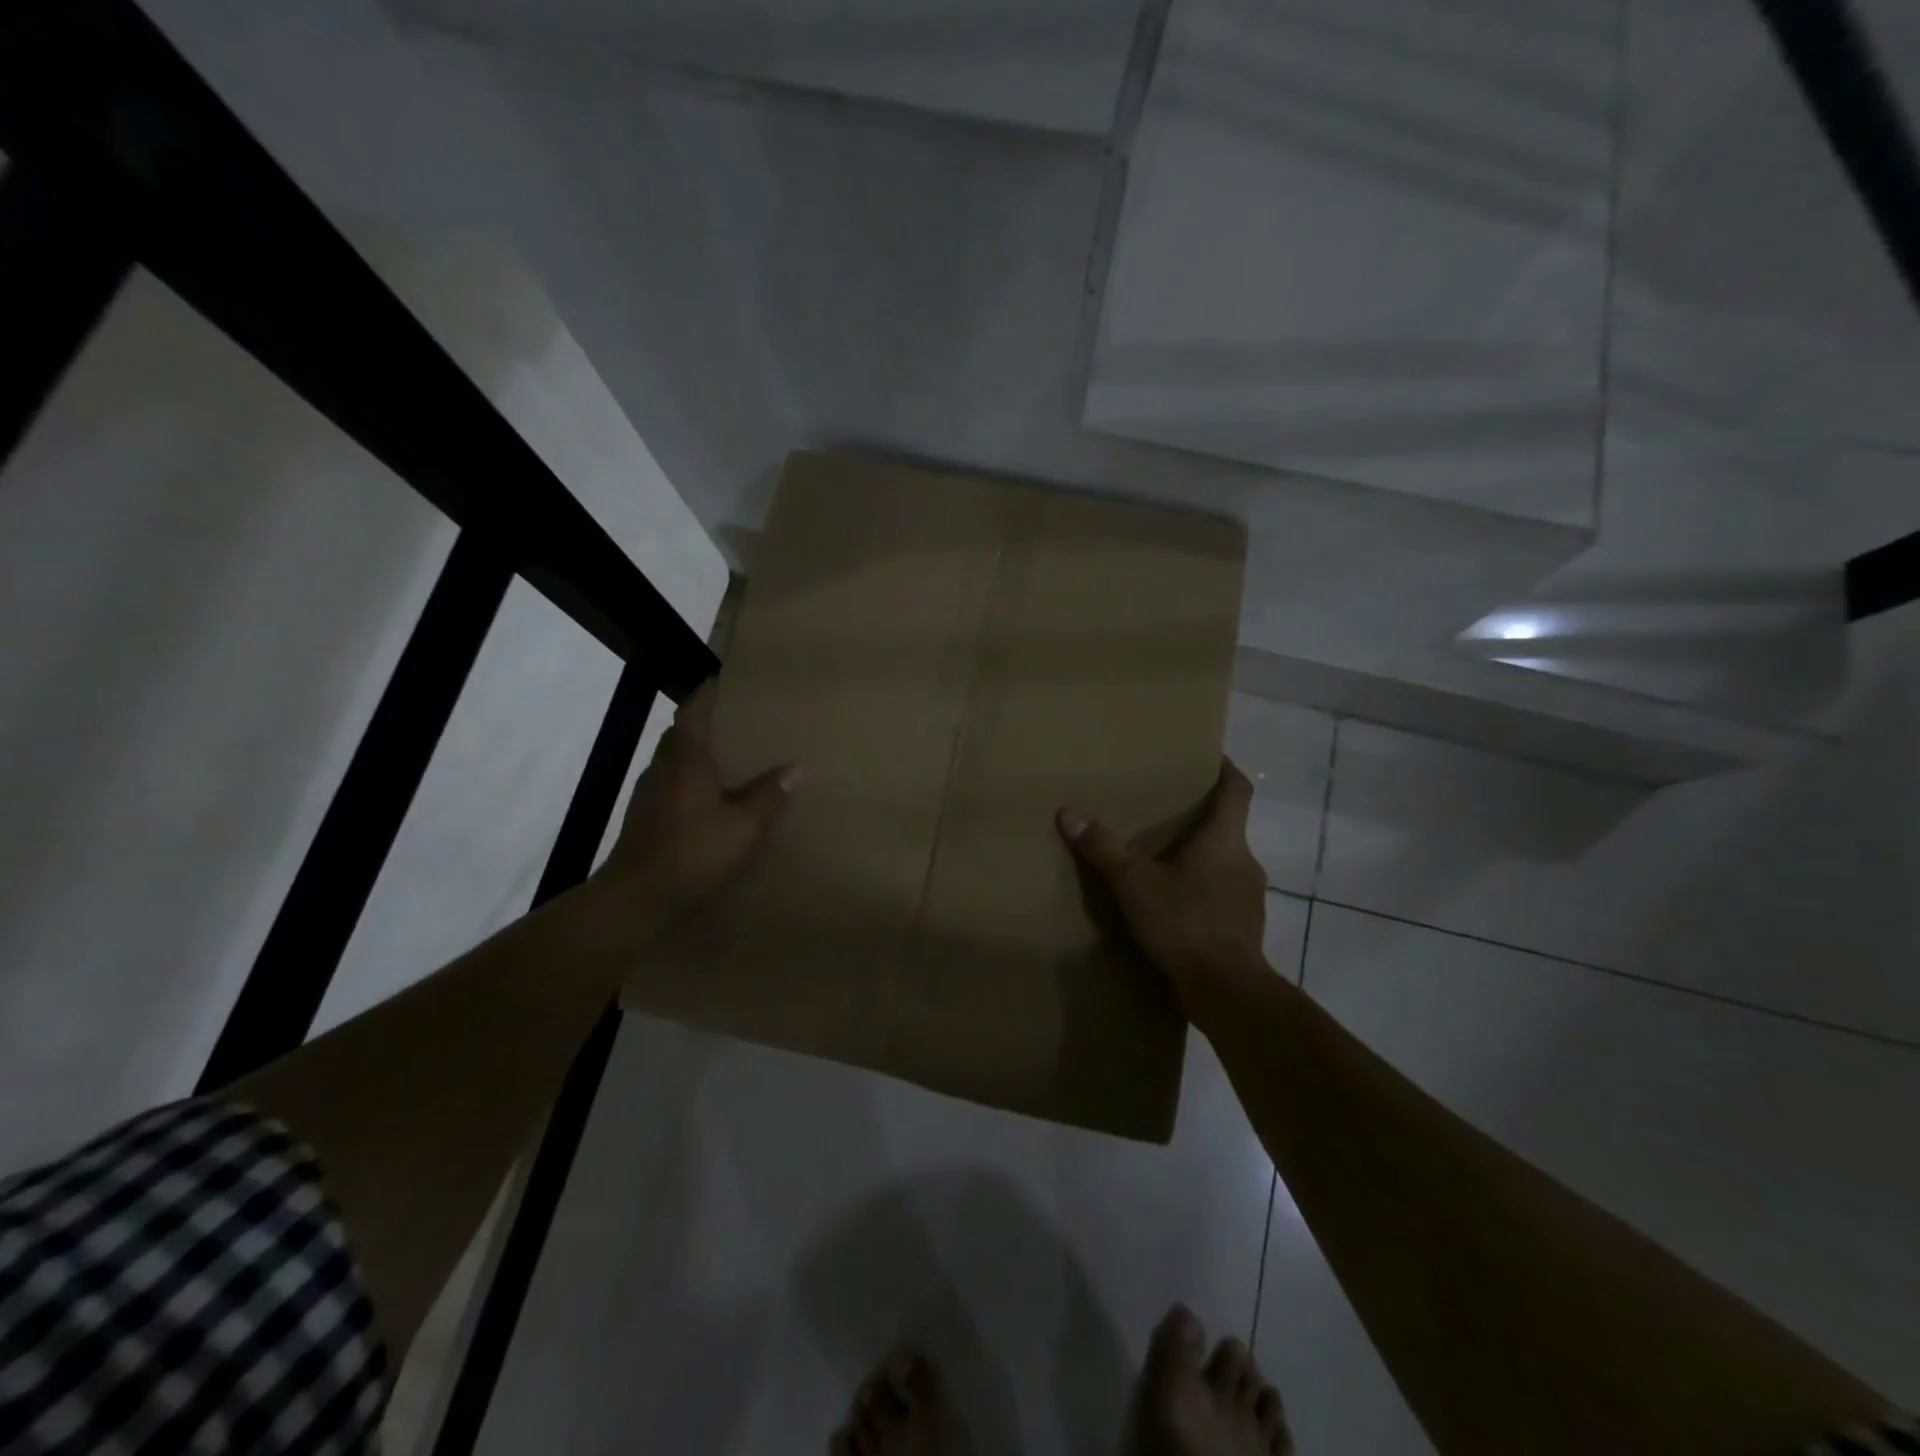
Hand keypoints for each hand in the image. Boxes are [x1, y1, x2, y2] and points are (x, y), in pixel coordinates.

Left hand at [590, 678, 797, 930]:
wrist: (636, 899)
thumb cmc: (693, 852)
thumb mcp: (744, 826)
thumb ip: (769, 795)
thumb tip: (796, 767)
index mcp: (687, 759)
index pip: (694, 711)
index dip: (708, 693)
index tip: (724, 679)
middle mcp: (663, 768)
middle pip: (681, 733)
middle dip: (704, 722)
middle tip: (735, 719)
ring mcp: (649, 793)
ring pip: (673, 760)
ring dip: (695, 752)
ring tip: (727, 756)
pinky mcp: (644, 817)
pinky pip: (670, 784)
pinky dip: (689, 779)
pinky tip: (708, 797)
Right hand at [1058, 758, 1267, 1015]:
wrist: (1226, 990)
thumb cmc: (1184, 922)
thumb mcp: (1134, 884)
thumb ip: (1103, 849)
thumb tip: (1068, 813)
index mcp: (1225, 839)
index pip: (1238, 790)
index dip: (1226, 770)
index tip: (1210, 758)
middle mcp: (1245, 860)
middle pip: (1230, 825)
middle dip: (1202, 817)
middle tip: (1168, 812)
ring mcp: (1250, 895)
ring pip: (1226, 861)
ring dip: (1202, 856)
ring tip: (1167, 859)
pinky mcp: (1245, 925)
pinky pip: (1224, 893)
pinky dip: (1204, 888)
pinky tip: (1177, 903)